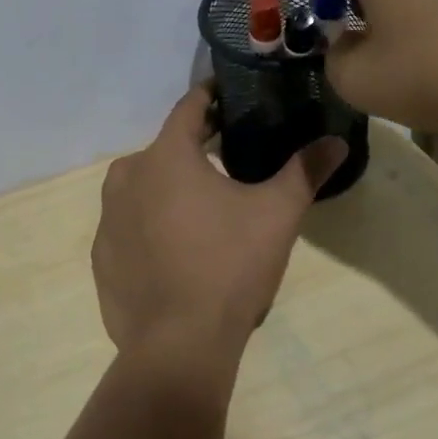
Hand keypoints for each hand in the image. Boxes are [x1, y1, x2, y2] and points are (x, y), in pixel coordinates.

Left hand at [92, 87, 346, 393]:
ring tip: (204, 210)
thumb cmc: (229, 267)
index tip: (229, 94)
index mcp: (164, 156)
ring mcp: (106, 218)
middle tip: (228, 159)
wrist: (178, 345)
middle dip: (195, 150)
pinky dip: (151, 227)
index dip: (211, 97)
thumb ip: (304, 171)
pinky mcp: (101, 255)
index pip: (189, 108)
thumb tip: (336, 141)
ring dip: (170, 189)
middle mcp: (126, 177)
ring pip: (144, 187)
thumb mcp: (276, 215)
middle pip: (165, 150)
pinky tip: (176, 251)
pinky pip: (130, 226)